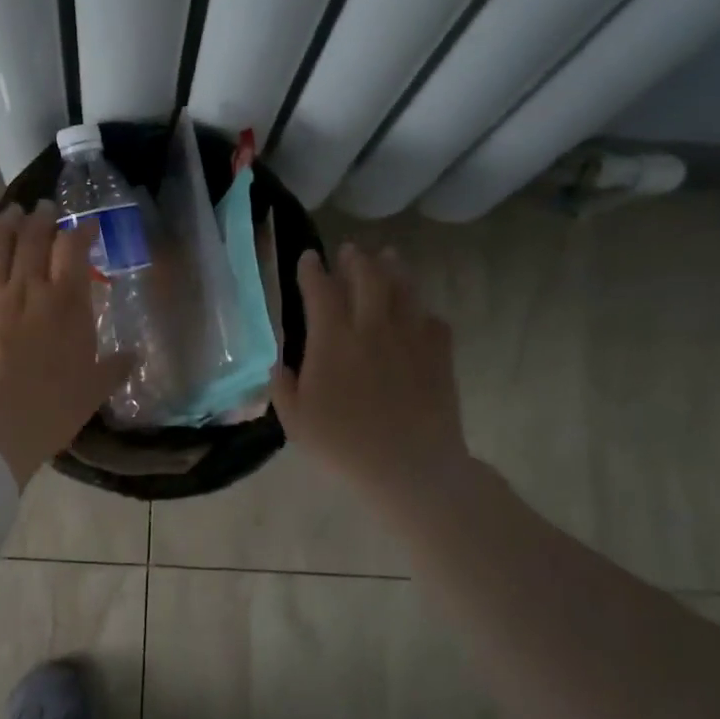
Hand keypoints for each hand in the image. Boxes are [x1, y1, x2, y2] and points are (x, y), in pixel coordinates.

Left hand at [0, 203, 131, 483]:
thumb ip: (113, 369)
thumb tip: (133, 356)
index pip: (74, 251)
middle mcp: (28, 289)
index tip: (86, 226)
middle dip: (42, 218)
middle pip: (33, 238)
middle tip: (45, 209)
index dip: (81, 231)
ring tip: (11, 213)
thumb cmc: (49, 411)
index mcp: (66, 304)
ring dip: (4, 222)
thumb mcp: (92, 392)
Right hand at [271, 244, 478, 515]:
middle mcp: (372, 328)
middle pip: (367, 277)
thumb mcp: (296, 422)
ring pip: (404, 289)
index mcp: (333, 340)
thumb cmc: (344, 446)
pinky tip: (420, 315)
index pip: (320, 290)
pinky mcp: (439, 355)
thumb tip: (279, 364)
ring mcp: (410, 338)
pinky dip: (423, 312)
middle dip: (356, 259)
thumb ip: (283, 387)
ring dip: (393, 269)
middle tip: (351, 251)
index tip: (309, 258)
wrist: (410, 467)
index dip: (312, 270)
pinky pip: (433, 321)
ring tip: (388, 258)